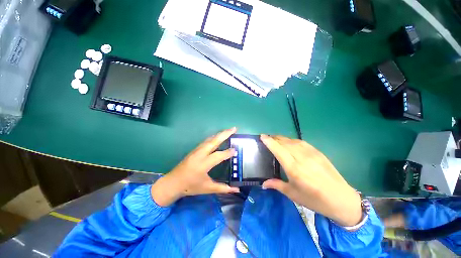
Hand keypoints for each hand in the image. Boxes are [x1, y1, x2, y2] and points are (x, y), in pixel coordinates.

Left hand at [151, 128, 239, 206]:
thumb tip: (236, 190)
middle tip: (234, 128)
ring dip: (219, 134)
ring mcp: (196, 150)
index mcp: (203, 165)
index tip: (235, 149)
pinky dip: (214, 137)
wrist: (173, 182)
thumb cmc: (190, 186)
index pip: (218, 156)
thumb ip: (223, 188)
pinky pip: (206, 141)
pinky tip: (218, 136)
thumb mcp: (207, 188)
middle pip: (214, 141)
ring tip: (228, 130)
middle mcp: (200, 154)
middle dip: (225, 134)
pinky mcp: (194, 150)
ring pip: (210, 139)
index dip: (227, 152)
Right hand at [260, 135, 361, 226]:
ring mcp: (311, 154)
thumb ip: (277, 185)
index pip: (278, 150)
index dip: (269, 141)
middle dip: (274, 138)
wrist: (342, 200)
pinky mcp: (318, 153)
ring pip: (293, 141)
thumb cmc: (315, 200)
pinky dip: (292, 140)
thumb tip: (263, 183)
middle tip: (267, 138)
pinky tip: (290, 143)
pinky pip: (302, 142)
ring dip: (282, 138)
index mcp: (294, 169)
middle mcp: (302, 158)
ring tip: (276, 139)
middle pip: (285, 142)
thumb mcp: (293, 194)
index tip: (262, 136)